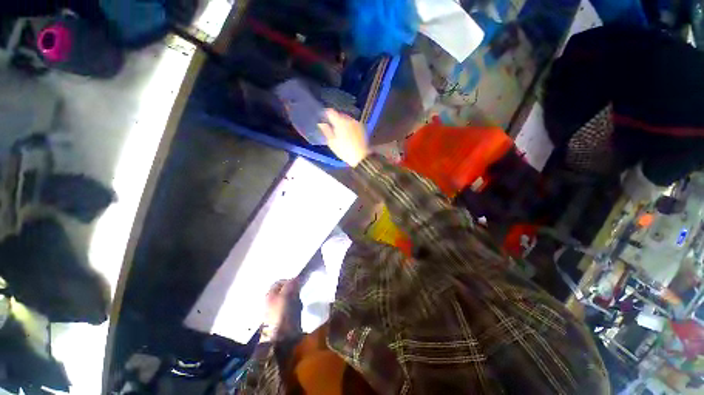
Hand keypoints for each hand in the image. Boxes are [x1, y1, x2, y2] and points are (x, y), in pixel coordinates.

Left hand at [261, 279, 300, 341]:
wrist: (279, 340)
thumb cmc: (281, 315)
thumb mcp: (286, 296)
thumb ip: (290, 285)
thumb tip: (296, 277)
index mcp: (270, 294)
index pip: (280, 282)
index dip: (289, 280)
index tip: (299, 282)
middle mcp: (272, 301)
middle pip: (285, 290)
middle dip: (294, 290)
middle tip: (301, 292)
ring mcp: (277, 311)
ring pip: (289, 299)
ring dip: (296, 299)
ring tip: (301, 302)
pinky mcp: (283, 319)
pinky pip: (292, 308)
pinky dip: (297, 307)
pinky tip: (300, 310)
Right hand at [318, 109, 369, 166]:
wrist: (361, 156)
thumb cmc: (344, 151)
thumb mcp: (332, 143)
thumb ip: (326, 131)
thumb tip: (321, 123)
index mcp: (340, 122)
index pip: (331, 112)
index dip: (326, 113)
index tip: (323, 118)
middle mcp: (349, 119)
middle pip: (339, 114)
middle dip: (335, 118)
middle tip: (332, 126)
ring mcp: (356, 123)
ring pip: (347, 118)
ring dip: (343, 122)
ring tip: (340, 131)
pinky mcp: (362, 127)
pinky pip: (353, 123)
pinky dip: (349, 125)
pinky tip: (348, 133)